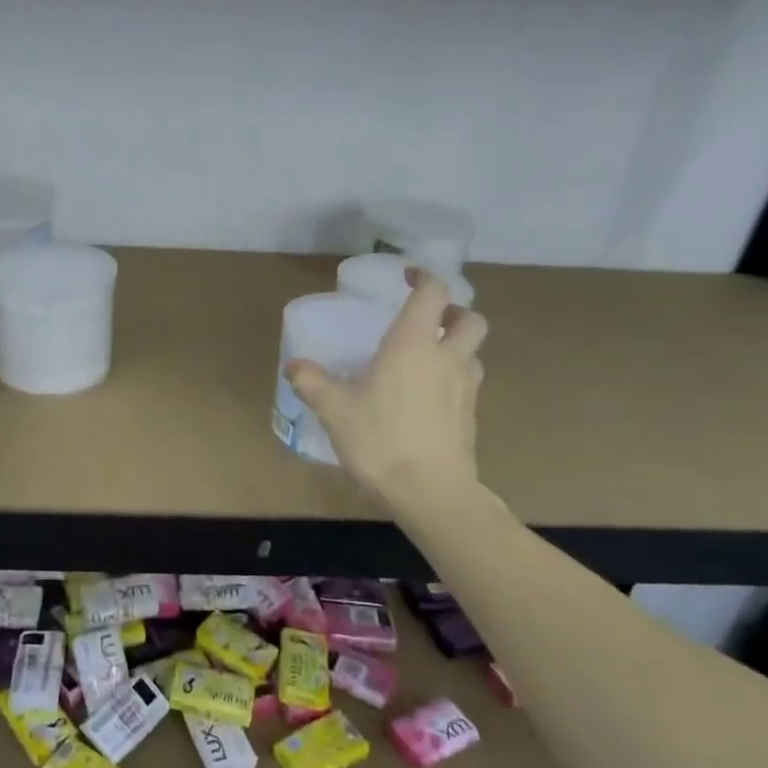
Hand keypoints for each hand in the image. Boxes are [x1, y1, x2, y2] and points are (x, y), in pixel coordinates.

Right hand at [286, 270, 487, 515]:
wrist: (430, 491)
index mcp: (414, 344)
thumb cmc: (380, 440)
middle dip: (452, 311)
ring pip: (474, 351)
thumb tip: (293, 366)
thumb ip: (312, 382)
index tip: (407, 276)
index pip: (433, 292)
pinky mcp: (471, 415)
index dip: (424, 277)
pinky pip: (468, 381)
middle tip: (427, 320)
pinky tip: (428, 396)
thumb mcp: (335, 410)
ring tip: (427, 358)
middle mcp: (447, 357)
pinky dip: (454, 376)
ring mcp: (466, 387)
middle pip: (469, 318)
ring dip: (456, 344)